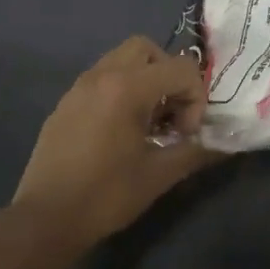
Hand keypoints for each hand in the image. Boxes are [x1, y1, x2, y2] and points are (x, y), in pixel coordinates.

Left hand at [12, 35, 218, 249]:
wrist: (46, 218)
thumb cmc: (106, 195)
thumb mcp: (159, 175)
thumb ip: (195, 152)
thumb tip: (223, 145)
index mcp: (127, 87)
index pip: (181, 68)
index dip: (195, 99)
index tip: (184, 134)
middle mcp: (102, 75)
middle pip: (148, 50)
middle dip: (169, 76)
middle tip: (171, 115)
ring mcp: (79, 87)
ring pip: (121, 61)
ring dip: (145, 81)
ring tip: (147, 124)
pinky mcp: (66, 102)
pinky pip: (101, 79)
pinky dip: (120, 91)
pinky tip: (120, 132)